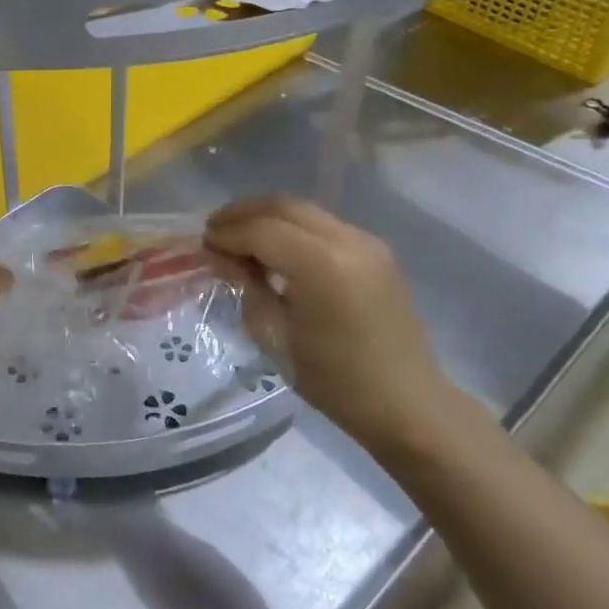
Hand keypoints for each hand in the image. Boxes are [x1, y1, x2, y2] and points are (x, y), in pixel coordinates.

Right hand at [205, 195, 466, 459]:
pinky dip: (293, 227)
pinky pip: (323, 225)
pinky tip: (276, 250)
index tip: (203, 244)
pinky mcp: (376, 252)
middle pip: (284, 206)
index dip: (227, 232)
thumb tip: (222, 256)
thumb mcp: (275, 336)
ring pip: (305, 210)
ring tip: (240, 237)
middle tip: (215, 230)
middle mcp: (346, 240)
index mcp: (320, 264)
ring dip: (268, 217)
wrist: (406, 403)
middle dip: (244, 213)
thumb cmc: (334, 381)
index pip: (261, 230)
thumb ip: (247, 286)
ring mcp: (366, 242)